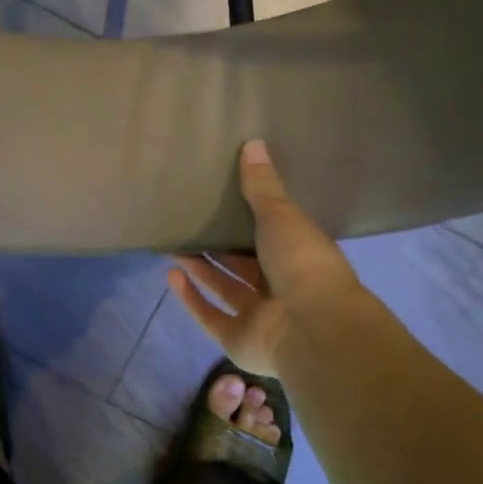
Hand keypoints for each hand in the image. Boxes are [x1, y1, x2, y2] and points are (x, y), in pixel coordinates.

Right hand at [167, 139, 361, 377]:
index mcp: (298, 258)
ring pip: (224, 288)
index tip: (223, 201)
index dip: (248, 221)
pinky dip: (191, 298)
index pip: (271, 237)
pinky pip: (210, 316)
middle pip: (242, 265)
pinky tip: (171, 275)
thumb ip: (262, 186)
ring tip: (174, 244)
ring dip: (200, 269)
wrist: (311, 325)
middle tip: (189, 222)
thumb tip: (253, 142)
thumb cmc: (302, 262)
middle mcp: (279, 288)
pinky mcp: (237, 340)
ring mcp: (259, 318)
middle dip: (217, 247)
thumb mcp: (281, 215)